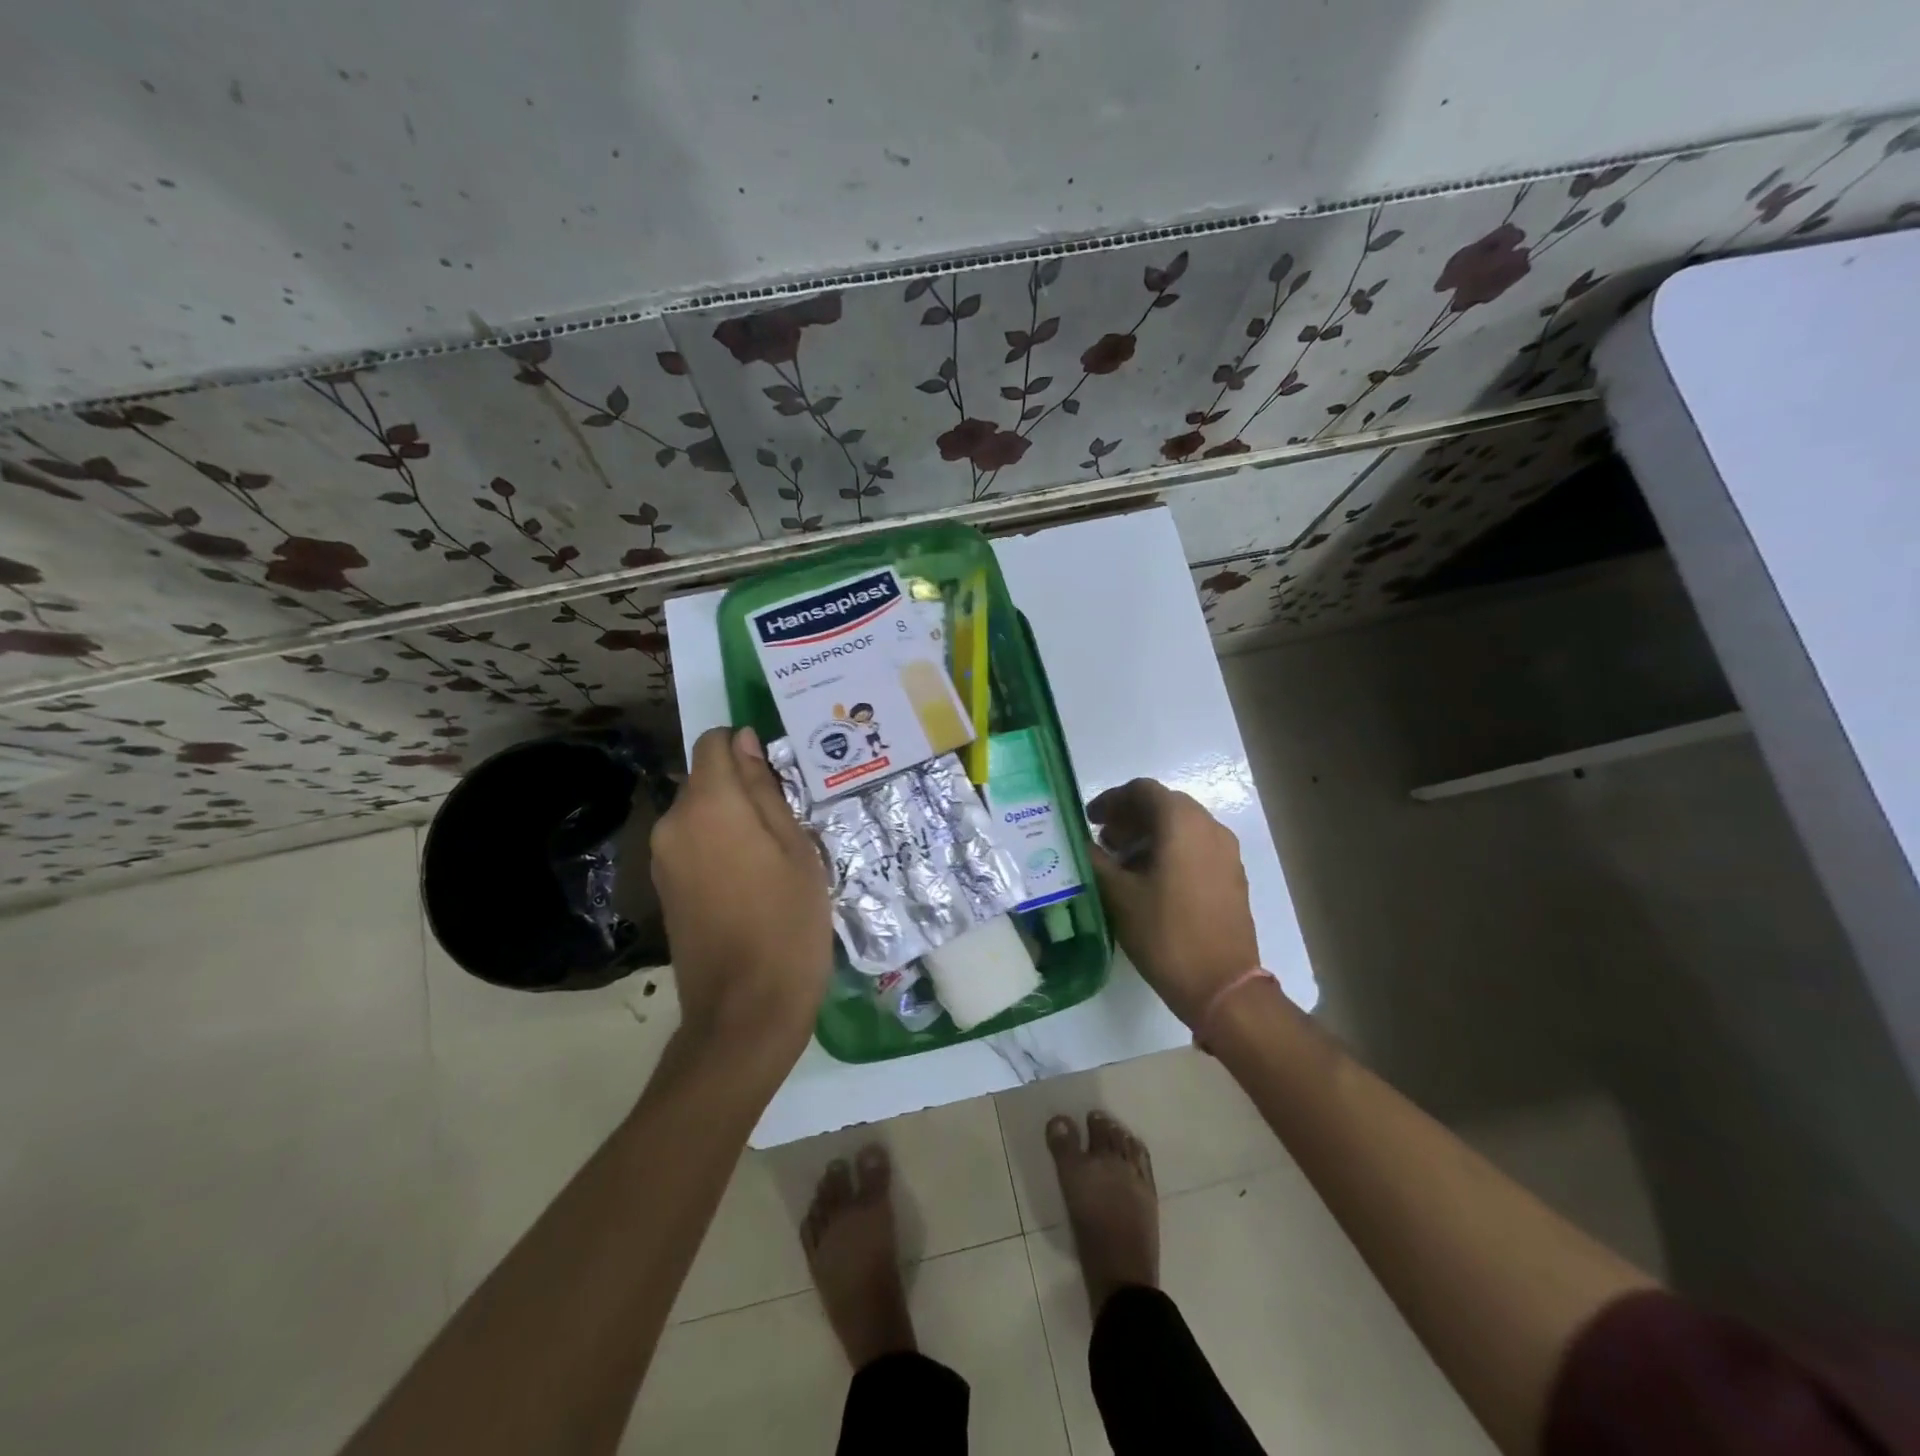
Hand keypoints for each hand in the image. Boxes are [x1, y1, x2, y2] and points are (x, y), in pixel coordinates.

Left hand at [650, 726, 831, 1058]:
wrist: (745, 1010)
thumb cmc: (788, 923)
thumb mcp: (796, 849)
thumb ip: (765, 790)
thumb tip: (744, 741)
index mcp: (708, 805)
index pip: (714, 743)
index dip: (745, 746)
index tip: (778, 773)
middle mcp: (673, 823)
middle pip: (706, 780)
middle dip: (742, 787)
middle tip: (789, 819)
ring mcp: (662, 858)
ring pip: (700, 813)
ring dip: (732, 820)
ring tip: (775, 854)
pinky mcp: (664, 888)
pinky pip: (692, 845)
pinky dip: (719, 846)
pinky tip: (752, 880)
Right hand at [1087, 779, 1259, 1027]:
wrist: (1222, 985)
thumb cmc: (1165, 934)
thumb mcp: (1118, 895)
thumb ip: (1096, 861)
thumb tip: (1082, 844)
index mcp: (1182, 823)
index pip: (1142, 790)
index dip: (1112, 800)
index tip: (1090, 820)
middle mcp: (1209, 827)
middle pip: (1164, 804)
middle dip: (1130, 817)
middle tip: (1104, 841)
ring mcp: (1226, 852)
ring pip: (1182, 826)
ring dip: (1150, 834)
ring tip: (1123, 862)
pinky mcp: (1232, 876)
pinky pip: (1197, 846)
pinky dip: (1171, 850)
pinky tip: (1151, 880)